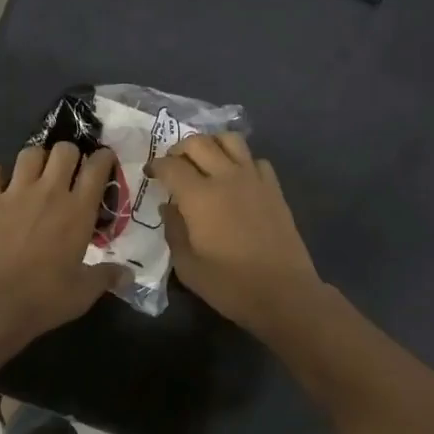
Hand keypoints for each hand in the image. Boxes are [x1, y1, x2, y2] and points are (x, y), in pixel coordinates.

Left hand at [0, 142, 122, 346]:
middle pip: (64, 150)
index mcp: (78, 210)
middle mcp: (49, 192)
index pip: (97, 167)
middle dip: (69, 156)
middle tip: (68, 173)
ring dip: (35, 160)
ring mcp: (14, 193)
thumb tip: (129, 274)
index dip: (103, 159)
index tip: (104, 164)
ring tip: (35, 176)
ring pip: (29, 153)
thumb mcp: (83, 293)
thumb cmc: (43, 299)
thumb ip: (106, 277)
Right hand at [150, 133, 323, 333]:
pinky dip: (241, 161)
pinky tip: (236, 178)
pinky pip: (255, 159)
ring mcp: (254, 179)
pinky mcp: (274, 188)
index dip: (156, 166)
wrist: (284, 293)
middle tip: (173, 165)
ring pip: (230, 140)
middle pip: (199, 143)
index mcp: (200, 196)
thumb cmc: (230, 285)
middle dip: (179, 149)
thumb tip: (168, 206)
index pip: (171, 165)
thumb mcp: (187, 266)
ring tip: (204, 161)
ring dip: (212, 144)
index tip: (150, 174)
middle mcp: (226, 177)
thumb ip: (173, 230)